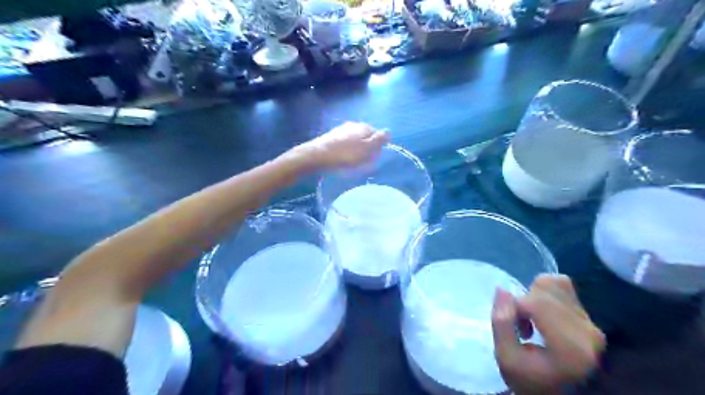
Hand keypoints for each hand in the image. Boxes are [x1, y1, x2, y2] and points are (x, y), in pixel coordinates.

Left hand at [293, 122, 390, 170]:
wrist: (316, 156)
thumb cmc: (345, 155)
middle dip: (367, 148)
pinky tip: (342, 160)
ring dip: (356, 150)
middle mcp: (352, 125)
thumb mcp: (367, 149)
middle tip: (364, 162)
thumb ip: (379, 140)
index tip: (374, 158)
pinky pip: (344, 145)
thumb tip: (389, 131)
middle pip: (365, 137)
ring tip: (353, 164)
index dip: (378, 146)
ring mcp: (340, 131)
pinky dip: (346, 152)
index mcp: (363, 127)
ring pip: (354, 141)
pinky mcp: (330, 138)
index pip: (377, 134)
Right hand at [492, 275, 602, 394]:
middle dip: (525, 301)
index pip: (537, 303)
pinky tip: (542, 315)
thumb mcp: (506, 358)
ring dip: (534, 296)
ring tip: (532, 320)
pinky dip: (545, 294)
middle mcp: (587, 331)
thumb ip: (501, 322)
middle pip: (545, 290)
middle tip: (521, 325)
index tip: (514, 327)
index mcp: (570, 346)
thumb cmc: (530, 381)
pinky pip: (563, 287)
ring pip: (554, 283)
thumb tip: (502, 289)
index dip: (515, 306)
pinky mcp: (590, 318)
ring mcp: (591, 323)